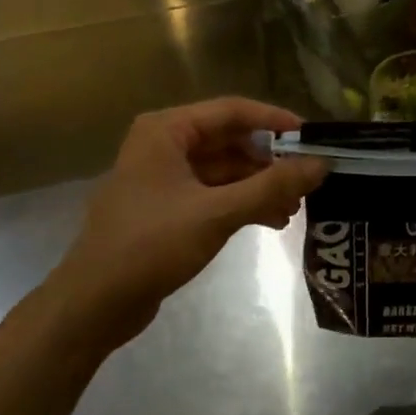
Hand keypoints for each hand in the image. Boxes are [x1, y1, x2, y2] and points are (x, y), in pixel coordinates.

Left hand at [46, 97, 327, 347]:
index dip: (275, 121)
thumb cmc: (151, 245)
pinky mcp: (167, 207)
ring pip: (225, 169)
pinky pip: (214, 193)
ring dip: (259, 185)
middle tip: (307, 180)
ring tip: (294, 207)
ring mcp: (164, 177)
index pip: (232, 111)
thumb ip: (271, 187)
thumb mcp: (217, 213)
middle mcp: (163, 145)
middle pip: (230, 140)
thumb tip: (322, 165)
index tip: (311, 139)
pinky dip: (242, 202)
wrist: (94, 304)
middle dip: (270, 161)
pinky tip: (271, 221)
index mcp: (166, 131)